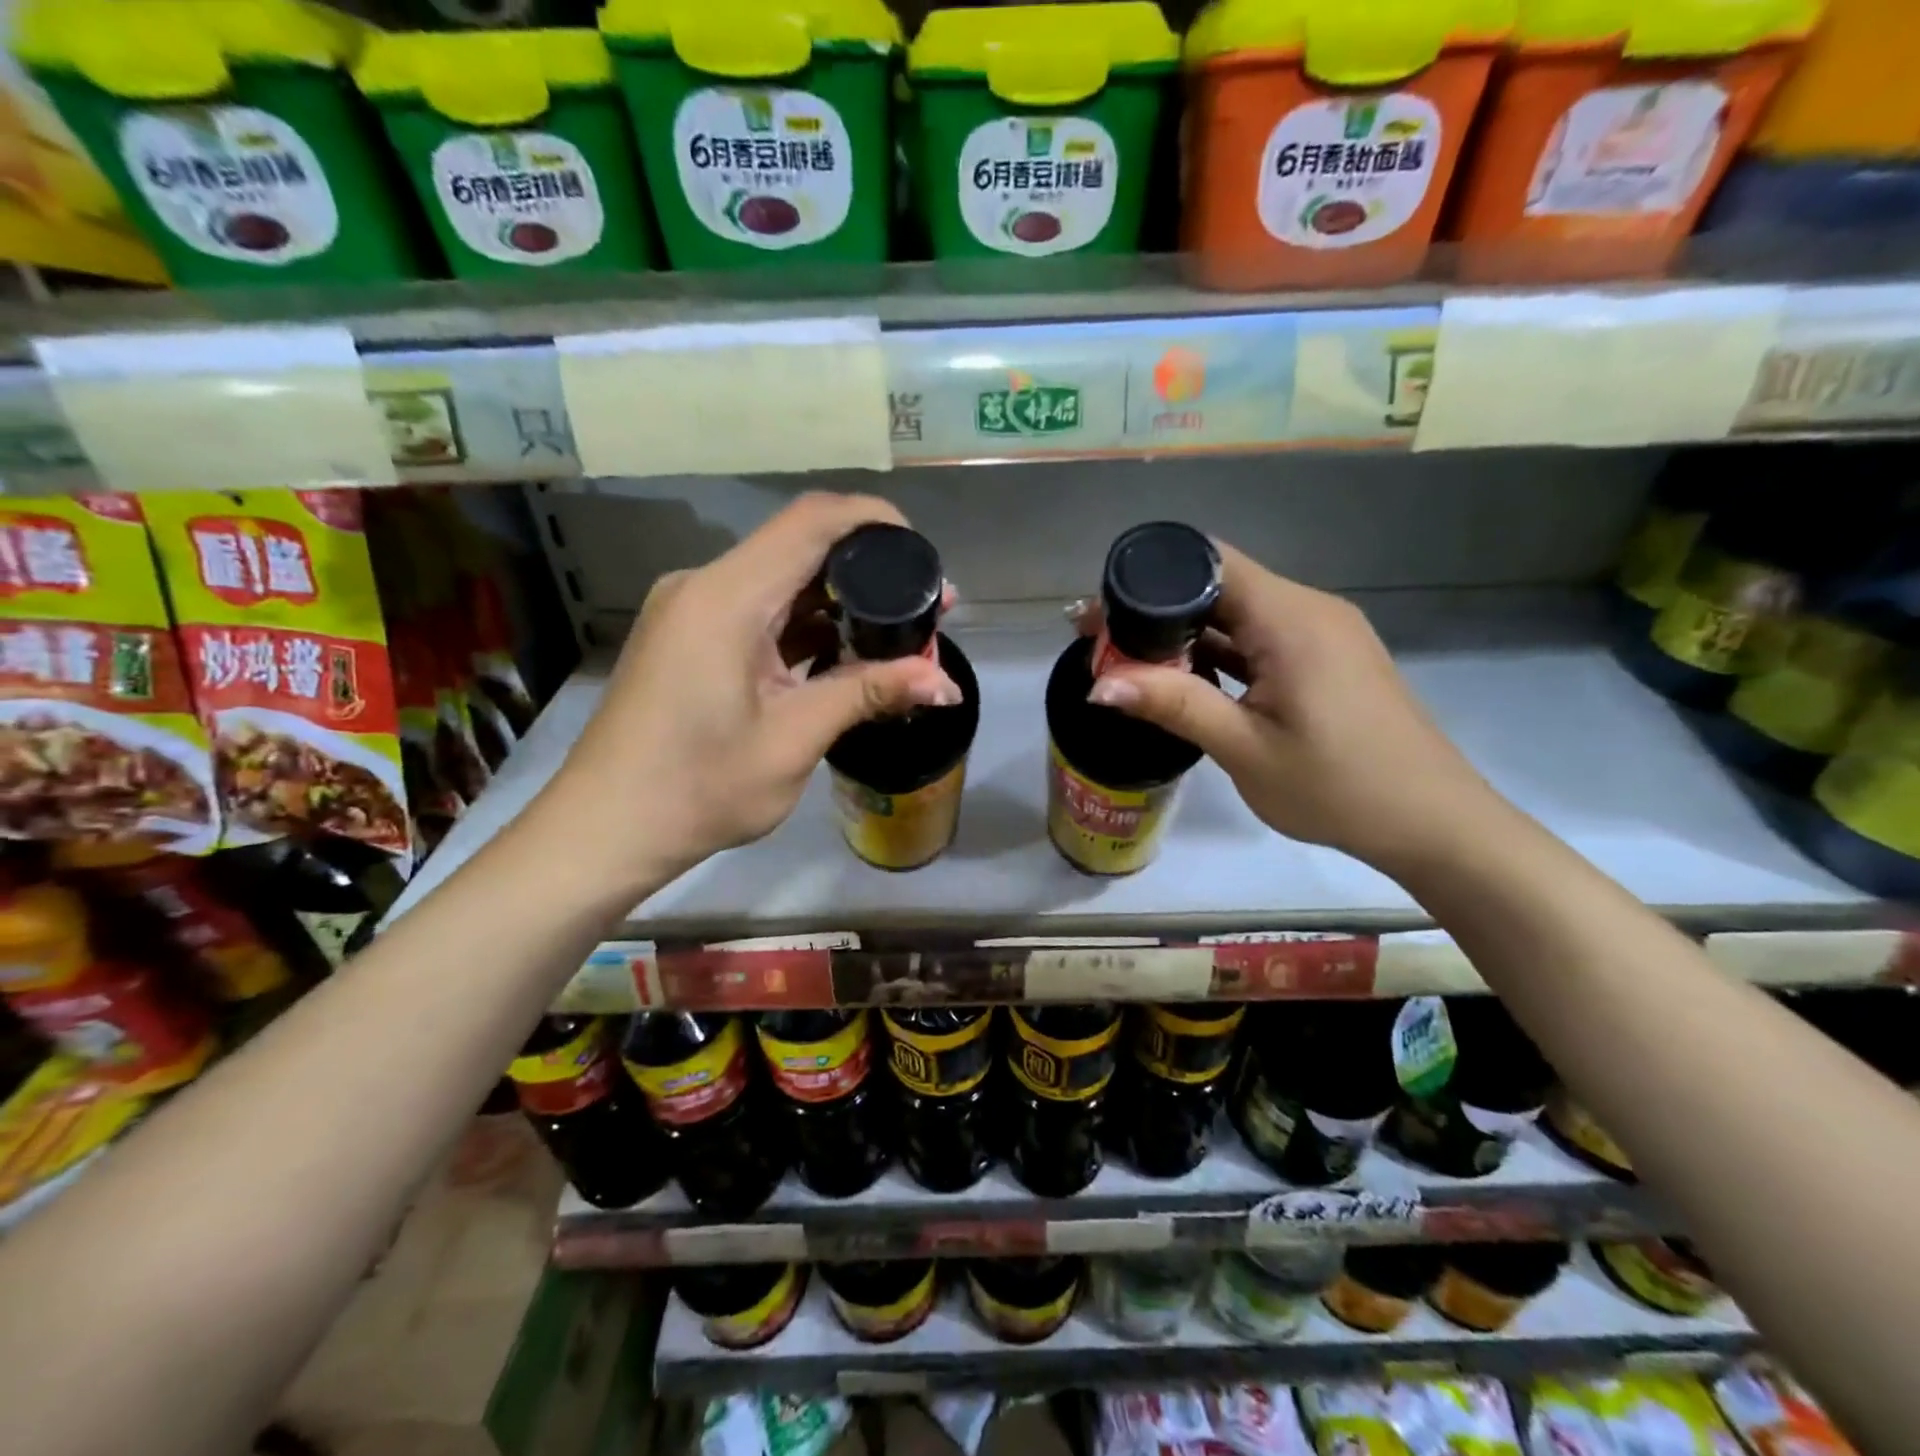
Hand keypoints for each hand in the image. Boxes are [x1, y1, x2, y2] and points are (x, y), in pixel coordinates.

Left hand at [546, 494, 960, 896]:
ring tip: (899, 639)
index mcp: (726, 597)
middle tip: (929, 611)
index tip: (925, 555)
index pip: (811, 522)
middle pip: (800, 548)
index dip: (875, 521)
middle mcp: (705, 586)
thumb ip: (870, 694)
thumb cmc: (698, 789)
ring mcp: (693, 611)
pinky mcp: (690, 637)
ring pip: (782, 582)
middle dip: (870, 573)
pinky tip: (846, 658)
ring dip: (840, 605)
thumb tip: (947, 683)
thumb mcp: (795, 740)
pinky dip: (806, 627)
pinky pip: (760, 611)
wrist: (607, 830)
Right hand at [1079, 542, 1498, 872]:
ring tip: (1131, 663)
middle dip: (1158, 611)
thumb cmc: (1339, 787)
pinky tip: (1186, 680)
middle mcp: (1309, 609)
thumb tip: (1099, 685)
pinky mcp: (1327, 659)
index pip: (1209, 562)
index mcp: (1291, 619)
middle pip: (1220, 586)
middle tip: (1101, 642)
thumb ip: (1174, 705)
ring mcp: (1322, 634)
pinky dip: (1221, 652)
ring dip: (1187, 635)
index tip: (1102, 611)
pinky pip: (1261, 639)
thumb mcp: (1246, 749)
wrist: (1432, 823)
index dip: (1150, 578)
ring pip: (1239, 615)